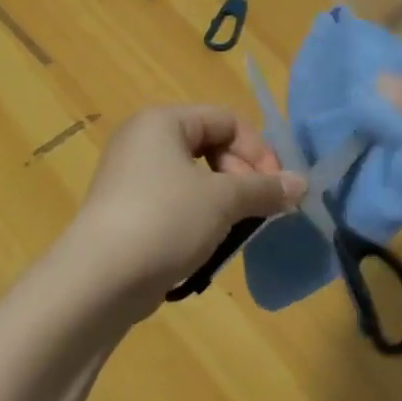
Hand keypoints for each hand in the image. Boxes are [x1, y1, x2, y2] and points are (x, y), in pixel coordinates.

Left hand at [64, 105, 305, 307]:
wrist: (100, 279)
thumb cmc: (165, 220)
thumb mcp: (223, 200)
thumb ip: (264, 188)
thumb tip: (301, 184)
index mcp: (162, 122)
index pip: (226, 120)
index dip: (258, 150)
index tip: (278, 187)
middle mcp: (143, 141)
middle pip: (211, 146)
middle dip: (243, 176)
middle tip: (261, 209)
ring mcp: (131, 177)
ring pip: (195, 178)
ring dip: (226, 199)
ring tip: (240, 227)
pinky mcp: (128, 211)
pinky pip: (176, 202)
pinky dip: (200, 216)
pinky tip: (211, 242)